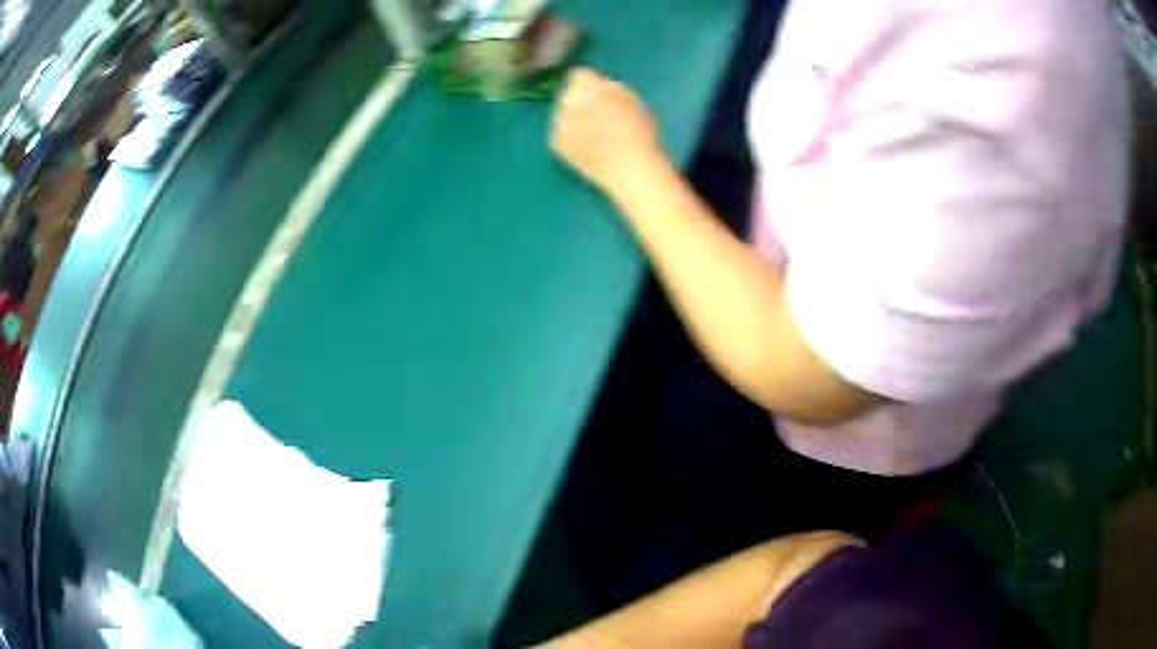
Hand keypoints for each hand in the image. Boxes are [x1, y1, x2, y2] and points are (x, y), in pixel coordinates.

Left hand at [551, 68, 664, 194]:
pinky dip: (570, 138)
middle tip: (599, 117)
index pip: (580, 75)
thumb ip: (609, 87)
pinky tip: (588, 148)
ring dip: (574, 119)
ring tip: (596, 135)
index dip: (591, 84)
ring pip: (563, 114)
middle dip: (580, 101)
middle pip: (569, 94)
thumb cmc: (640, 133)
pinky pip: (560, 134)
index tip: (600, 94)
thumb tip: (597, 85)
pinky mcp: (556, 142)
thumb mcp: (631, 99)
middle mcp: (568, 100)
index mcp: (588, 85)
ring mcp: (559, 122)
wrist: (630, 169)